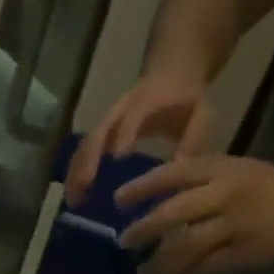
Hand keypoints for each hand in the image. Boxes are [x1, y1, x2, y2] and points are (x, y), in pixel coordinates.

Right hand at [65, 67, 219, 205]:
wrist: (172, 72)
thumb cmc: (187, 99)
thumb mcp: (200, 114)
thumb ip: (194, 139)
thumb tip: (179, 168)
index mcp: (148, 101)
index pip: (133, 116)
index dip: (125, 133)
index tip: (117, 157)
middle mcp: (121, 110)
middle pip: (98, 133)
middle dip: (88, 161)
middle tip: (83, 190)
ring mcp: (107, 120)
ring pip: (85, 145)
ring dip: (76, 173)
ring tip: (73, 201)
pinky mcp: (100, 132)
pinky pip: (83, 152)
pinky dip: (76, 174)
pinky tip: (75, 196)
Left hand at [115, 155, 273, 273]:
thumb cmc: (264, 186)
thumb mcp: (231, 171)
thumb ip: (196, 184)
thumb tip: (152, 204)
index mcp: (220, 169)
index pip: (173, 174)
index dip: (142, 187)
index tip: (118, 201)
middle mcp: (225, 194)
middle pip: (174, 213)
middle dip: (144, 229)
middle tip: (124, 242)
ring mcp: (235, 224)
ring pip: (186, 246)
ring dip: (160, 263)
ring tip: (143, 273)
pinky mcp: (243, 252)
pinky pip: (205, 268)